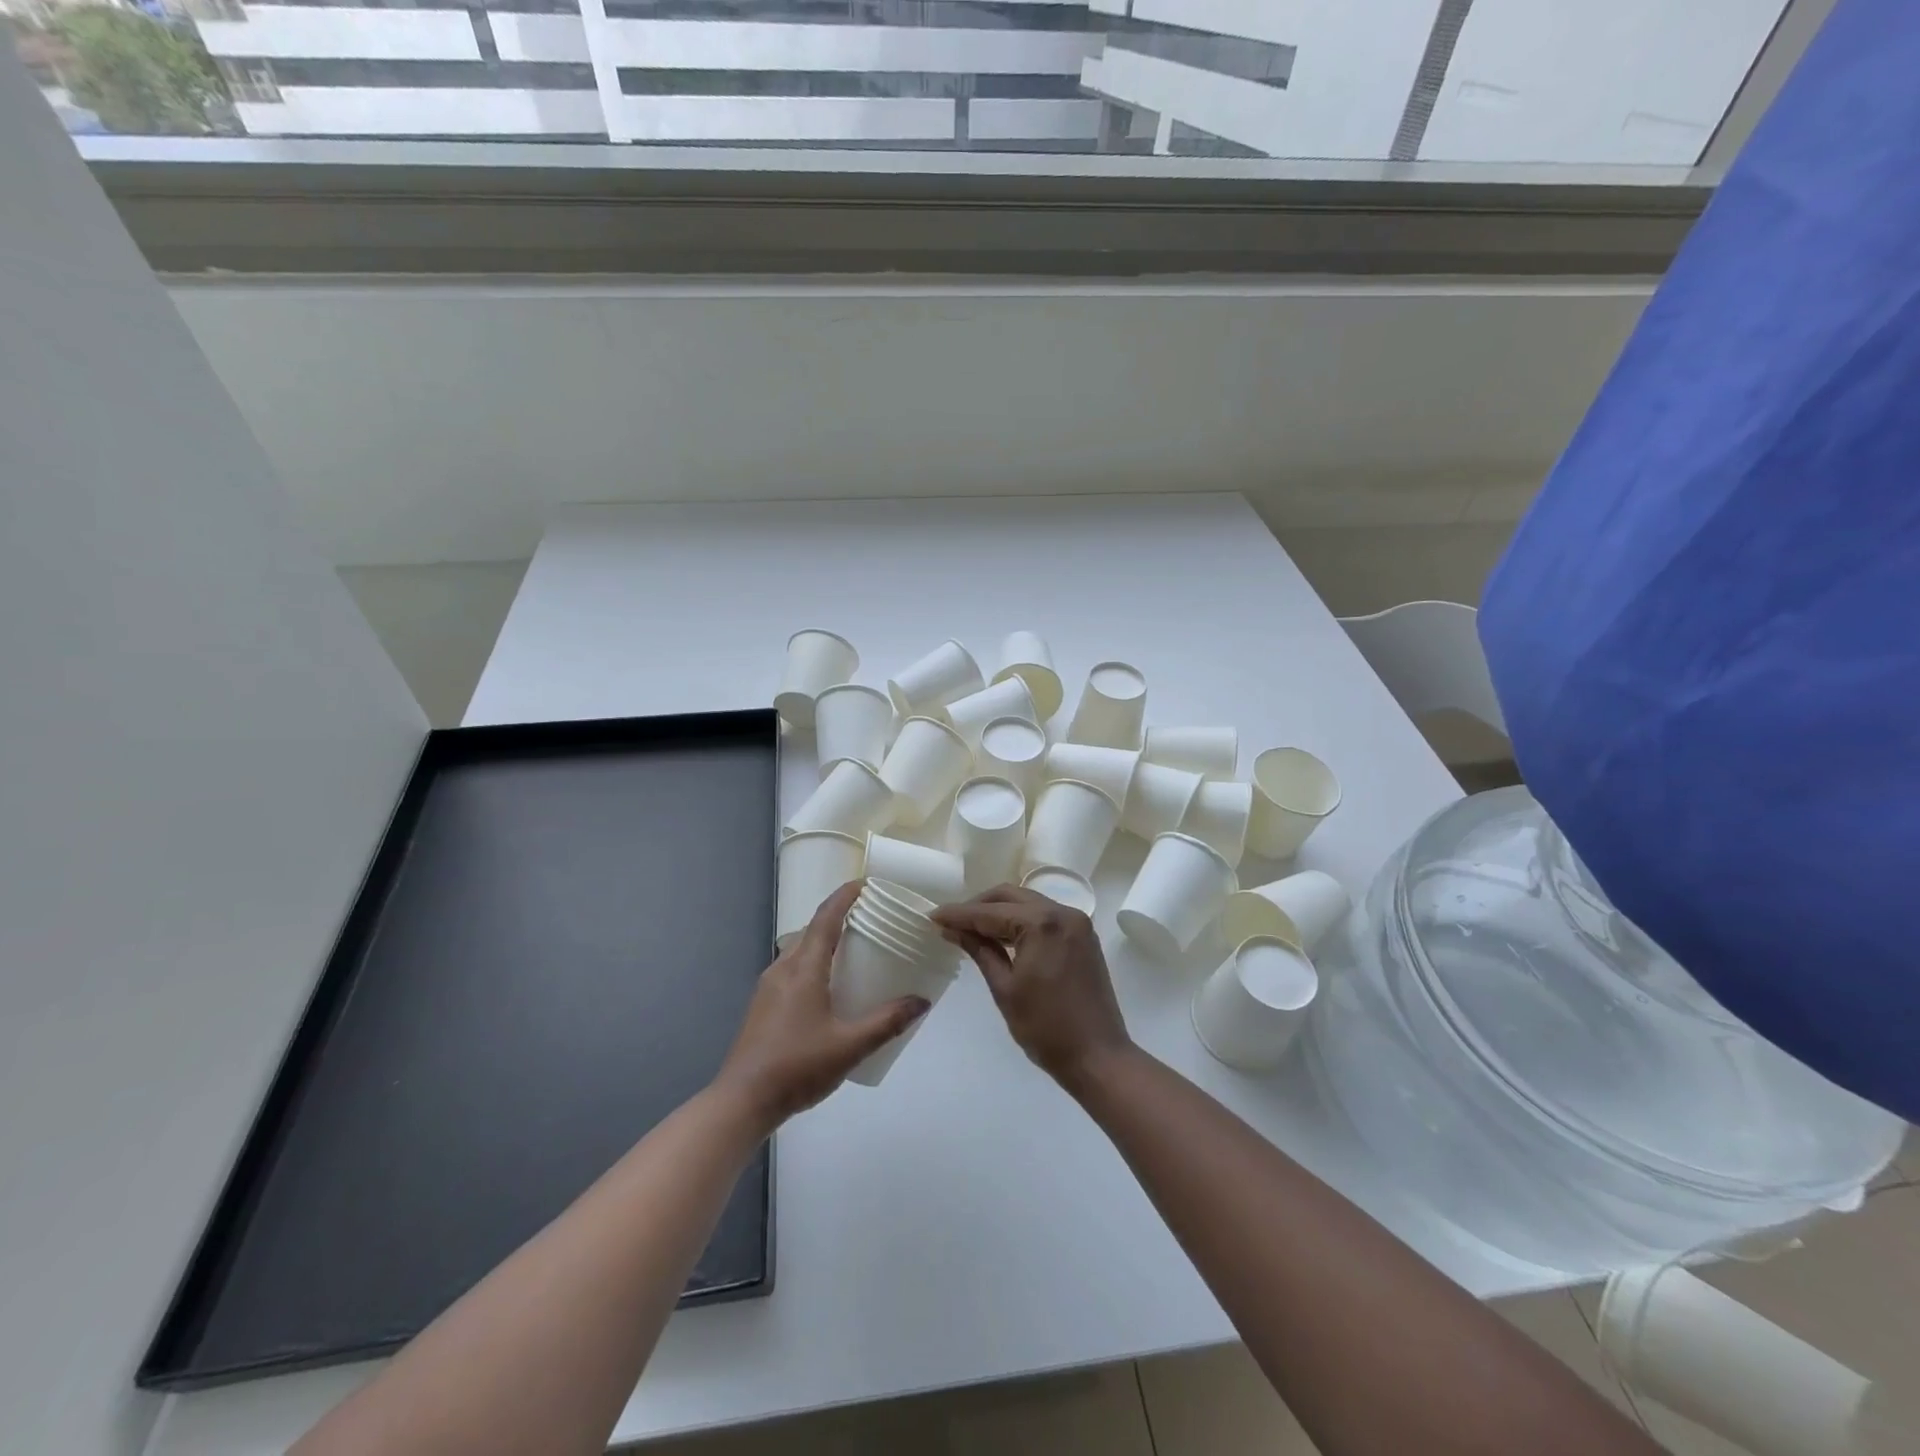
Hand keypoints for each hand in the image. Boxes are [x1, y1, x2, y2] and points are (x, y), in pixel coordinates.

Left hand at [714, 881, 928, 1131]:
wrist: (742, 1101)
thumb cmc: (797, 1067)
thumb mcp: (850, 1046)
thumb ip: (887, 1022)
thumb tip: (922, 1001)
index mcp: (803, 969)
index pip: (825, 918)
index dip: (845, 896)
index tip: (866, 883)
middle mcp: (783, 969)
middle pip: (811, 930)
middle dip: (838, 917)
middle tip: (869, 919)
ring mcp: (768, 987)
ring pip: (799, 950)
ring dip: (824, 941)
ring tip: (853, 950)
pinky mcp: (763, 1005)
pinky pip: (792, 969)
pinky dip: (813, 962)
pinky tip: (829, 986)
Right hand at [933, 885, 1132, 1090]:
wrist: (1098, 1056)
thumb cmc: (1046, 1028)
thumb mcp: (1005, 988)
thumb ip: (980, 951)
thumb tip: (953, 930)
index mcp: (1042, 923)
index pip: (990, 913)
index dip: (959, 915)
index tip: (933, 916)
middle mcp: (1063, 912)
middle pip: (1011, 897)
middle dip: (979, 906)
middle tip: (952, 922)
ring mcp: (1077, 923)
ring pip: (1029, 903)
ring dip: (1000, 912)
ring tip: (972, 929)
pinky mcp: (1083, 936)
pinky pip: (1045, 916)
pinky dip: (1022, 921)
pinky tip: (1002, 936)